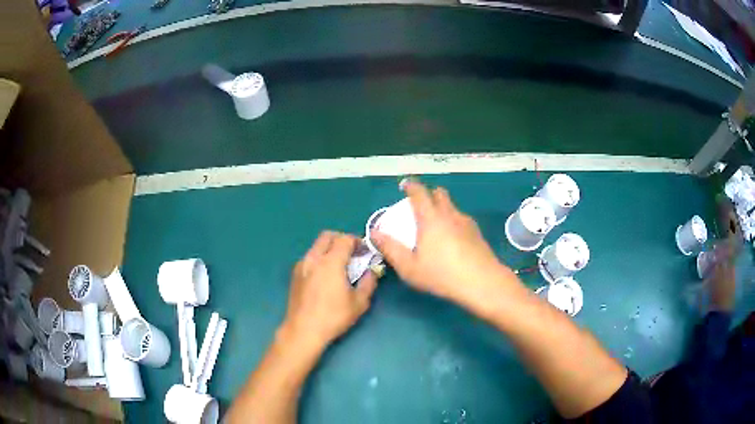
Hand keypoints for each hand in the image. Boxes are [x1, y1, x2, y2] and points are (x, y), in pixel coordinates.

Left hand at [281, 231, 377, 351]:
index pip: (345, 239)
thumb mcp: (359, 303)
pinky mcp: (295, 274)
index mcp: (331, 262)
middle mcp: (314, 258)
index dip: (357, 241)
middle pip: (328, 236)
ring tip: (339, 266)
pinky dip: (319, 258)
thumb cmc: (333, 317)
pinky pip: (309, 257)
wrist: (303, 330)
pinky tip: (324, 277)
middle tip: (352, 254)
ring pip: (316, 246)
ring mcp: (301, 265)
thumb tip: (371, 271)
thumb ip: (368, 283)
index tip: (365, 251)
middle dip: (342, 240)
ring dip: (329, 249)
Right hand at [371, 180, 517, 312]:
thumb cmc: (441, 274)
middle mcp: (450, 214)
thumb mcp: (409, 267)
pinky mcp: (477, 233)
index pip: (419, 193)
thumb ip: (390, 248)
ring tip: (436, 226)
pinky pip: (462, 219)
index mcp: (431, 218)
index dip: (411, 186)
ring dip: (443, 208)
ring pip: (452, 207)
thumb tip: (374, 232)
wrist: (482, 282)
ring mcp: (466, 222)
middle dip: (429, 194)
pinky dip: (454, 221)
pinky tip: (452, 240)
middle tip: (420, 207)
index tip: (405, 185)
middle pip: (439, 194)